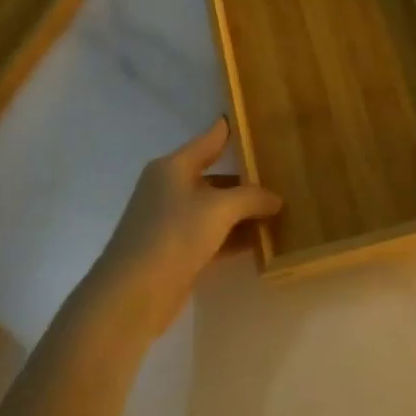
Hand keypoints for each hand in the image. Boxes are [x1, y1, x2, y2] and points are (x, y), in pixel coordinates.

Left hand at [87, 119, 282, 337]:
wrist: (132, 294)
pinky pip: (213, 236)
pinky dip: (235, 238)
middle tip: (283, 178)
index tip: (252, 121)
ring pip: (216, 209)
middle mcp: (170, 189)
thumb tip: (275, 198)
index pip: (208, 140)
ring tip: (281, 213)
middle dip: (247, 181)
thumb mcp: (220, 208)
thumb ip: (251, 198)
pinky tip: (262, 242)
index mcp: (173, 167)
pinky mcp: (177, 252)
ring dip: (244, 213)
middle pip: (215, 177)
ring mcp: (171, 222)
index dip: (229, 130)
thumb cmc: (174, 234)